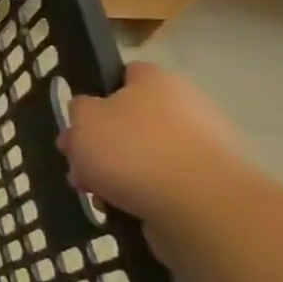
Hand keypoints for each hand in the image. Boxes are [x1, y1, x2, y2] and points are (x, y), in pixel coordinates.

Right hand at [55, 63, 250, 226]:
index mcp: (156, 80)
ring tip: (93, 193)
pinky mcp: (207, 182)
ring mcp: (200, 146)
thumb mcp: (83, 119)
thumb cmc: (133, 149)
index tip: (78, 119)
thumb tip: (90, 111)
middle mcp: (184, 106)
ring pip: (141, 154)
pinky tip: (119, 207)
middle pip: (128, 120)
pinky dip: (138, 192)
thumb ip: (79, 109)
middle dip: (98, 143)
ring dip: (113, 171)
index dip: (97, 94)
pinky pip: (161, 181)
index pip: (124, 74)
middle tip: (75, 164)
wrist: (200, 204)